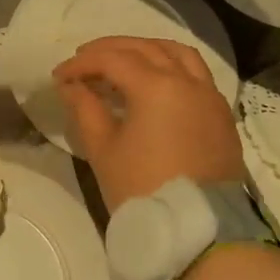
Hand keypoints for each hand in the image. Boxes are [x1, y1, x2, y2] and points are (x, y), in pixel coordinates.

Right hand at [54, 36, 244, 209]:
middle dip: (110, 49)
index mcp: (156, 86)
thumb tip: (70, 85)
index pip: (112, 59)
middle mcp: (187, 81)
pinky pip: (196, 73)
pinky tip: (156, 82)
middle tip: (84, 59)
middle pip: (145, 47)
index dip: (81, 63)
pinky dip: (172, 65)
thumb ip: (85, 109)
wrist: (201, 232)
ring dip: (146, 49)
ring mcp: (209, 96)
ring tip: (123, 61)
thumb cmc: (144, 189)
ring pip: (177, 53)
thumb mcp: (104, 150)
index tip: (59, 76)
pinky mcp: (221, 114)